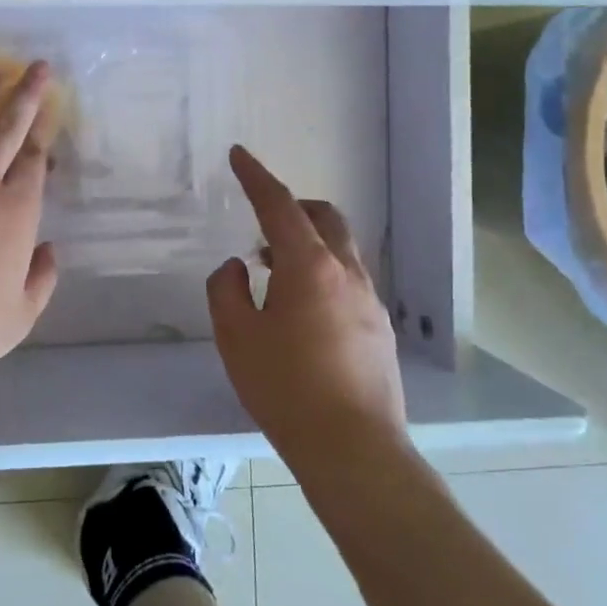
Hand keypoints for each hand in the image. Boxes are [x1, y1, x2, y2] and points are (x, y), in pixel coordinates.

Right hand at [206, 145, 406, 469]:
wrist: (355, 450)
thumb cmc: (286, 389)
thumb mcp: (236, 337)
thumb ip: (226, 290)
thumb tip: (237, 267)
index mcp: (309, 266)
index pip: (279, 205)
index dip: (256, 176)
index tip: (239, 155)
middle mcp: (347, 273)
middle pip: (324, 217)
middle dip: (291, 205)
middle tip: (260, 219)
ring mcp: (371, 300)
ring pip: (340, 248)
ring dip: (307, 241)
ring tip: (273, 269)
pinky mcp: (380, 328)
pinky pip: (349, 278)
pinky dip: (323, 270)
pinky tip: (302, 308)